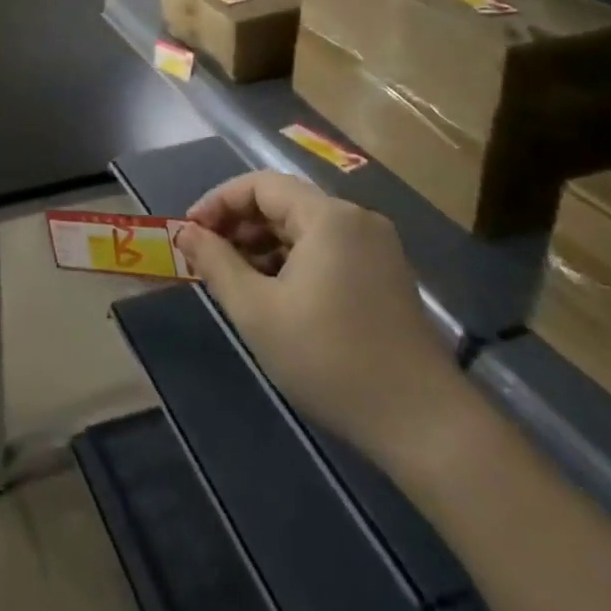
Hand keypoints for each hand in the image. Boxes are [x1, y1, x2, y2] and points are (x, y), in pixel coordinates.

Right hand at [174, 170, 462, 465]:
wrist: (425, 426)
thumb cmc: (331, 359)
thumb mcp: (257, 311)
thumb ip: (216, 263)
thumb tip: (185, 233)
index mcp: (328, 216)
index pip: (259, 185)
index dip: (218, 202)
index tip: (189, 232)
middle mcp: (356, 219)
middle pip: (283, 203)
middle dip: (238, 225)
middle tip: (206, 258)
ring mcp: (376, 248)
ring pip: (303, 228)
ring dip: (263, 245)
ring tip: (234, 280)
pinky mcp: (385, 276)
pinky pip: (326, 250)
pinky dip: (292, 262)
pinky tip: (274, 295)